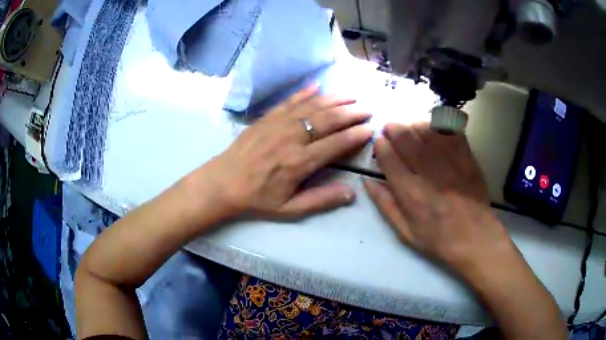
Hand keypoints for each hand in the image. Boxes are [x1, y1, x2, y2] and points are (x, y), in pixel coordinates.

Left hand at [204, 86, 371, 219]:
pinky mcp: (267, 117)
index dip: (356, 135)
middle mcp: (292, 138)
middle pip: (328, 120)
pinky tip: (317, 86)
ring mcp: (279, 124)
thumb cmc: (257, 198)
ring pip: (312, 106)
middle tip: (367, 108)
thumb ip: (321, 200)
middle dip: (351, 112)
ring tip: (351, 95)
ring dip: (334, 99)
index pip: (336, 143)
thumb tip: (351, 193)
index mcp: (300, 162)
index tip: (371, 128)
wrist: (223, 182)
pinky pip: (289, 101)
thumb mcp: (290, 208)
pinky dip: (304, 92)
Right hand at [363, 123, 514, 276]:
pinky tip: (435, 133)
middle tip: (392, 132)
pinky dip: (439, 126)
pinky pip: (449, 130)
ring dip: (414, 126)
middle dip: (393, 129)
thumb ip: (385, 204)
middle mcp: (428, 172)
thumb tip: (367, 180)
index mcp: (410, 193)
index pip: (388, 156)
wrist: (475, 237)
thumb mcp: (405, 232)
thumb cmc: (438, 239)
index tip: (380, 145)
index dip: (380, 145)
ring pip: (426, 128)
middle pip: (405, 136)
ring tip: (413, 133)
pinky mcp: (466, 157)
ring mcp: (450, 162)